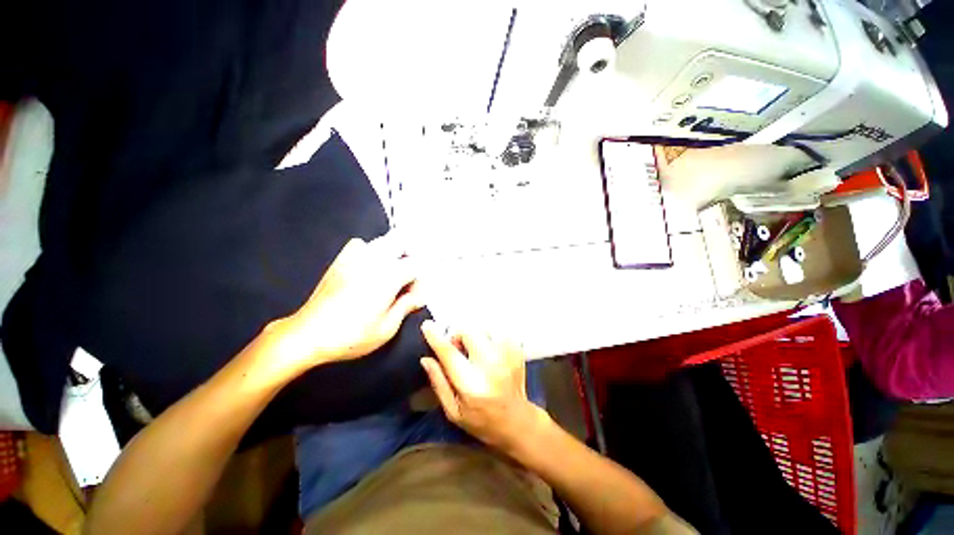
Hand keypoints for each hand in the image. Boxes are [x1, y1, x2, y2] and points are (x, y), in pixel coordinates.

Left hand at [268, 232, 423, 375]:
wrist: (308, 334)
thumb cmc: (351, 336)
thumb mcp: (387, 328)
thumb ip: (406, 306)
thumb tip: (419, 296)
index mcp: (388, 276)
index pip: (416, 265)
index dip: (420, 281)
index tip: (415, 297)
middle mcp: (374, 261)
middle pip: (402, 243)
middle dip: (410, 258)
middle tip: (408, 280)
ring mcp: (355, 257)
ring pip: (383, 241)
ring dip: (394, 254)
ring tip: (392, 274)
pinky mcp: (340, 261)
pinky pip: (360, 244)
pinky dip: (370, 251)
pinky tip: (369, 267)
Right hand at [420, 321, 545, 451]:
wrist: (517, 421)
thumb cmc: (481, 420)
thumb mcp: (453, 411)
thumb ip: (439, 383)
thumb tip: (426, 359)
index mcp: (472, 385)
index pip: (450, 354)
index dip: (436, 337)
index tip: (427, 326)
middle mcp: (491, 366)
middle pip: (469, 332)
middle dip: (458, 335)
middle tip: (458, 348)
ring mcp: (508, 356)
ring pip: (485, 327)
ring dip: (475, 334)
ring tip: (475, 349)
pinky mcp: (517, 350)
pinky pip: (499, 330)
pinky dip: (490, 334)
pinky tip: (489, 348)